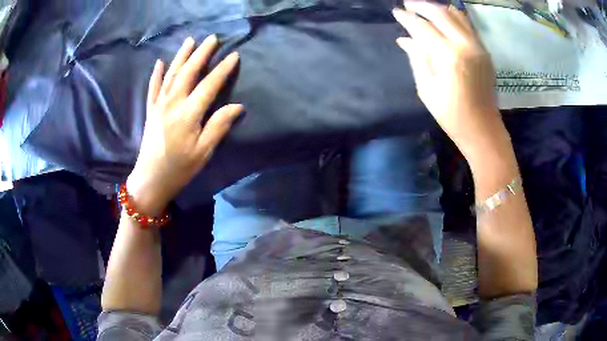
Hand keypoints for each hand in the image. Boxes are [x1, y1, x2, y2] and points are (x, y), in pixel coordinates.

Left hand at [127, 35, 242, 215]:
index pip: (209, 85)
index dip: (223, 69)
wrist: (150, 179)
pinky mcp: (150, 110)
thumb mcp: (203, 152)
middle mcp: (172, 103)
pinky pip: (153, 87)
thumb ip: (219, 126)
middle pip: (189, 72)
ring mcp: (159, 105)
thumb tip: (237, 106)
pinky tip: (160, 62)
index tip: (234, 55)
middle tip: (212, 38)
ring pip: (171, 74)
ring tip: (190, 40)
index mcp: (188, 113)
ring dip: (181, 56)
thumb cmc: (179, 168)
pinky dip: (157, 73)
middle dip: (202, 53)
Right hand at [393, 2, 508, 158]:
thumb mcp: (427, 89)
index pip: (423, 27)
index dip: (407, 18)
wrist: (483, 129)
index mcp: (449, 57)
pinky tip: (444, 17)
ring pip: (456, 15)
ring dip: (438, 8)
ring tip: (424, 9)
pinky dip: (453, 16)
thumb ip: (417, 58)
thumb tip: (404, 39)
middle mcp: (465, 45)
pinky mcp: (484, 51)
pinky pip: (467, 24)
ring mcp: (478, 46)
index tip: (396, 12)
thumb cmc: (452, 115)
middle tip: (407, 4)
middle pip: (440, 13)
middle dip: (421, 5)